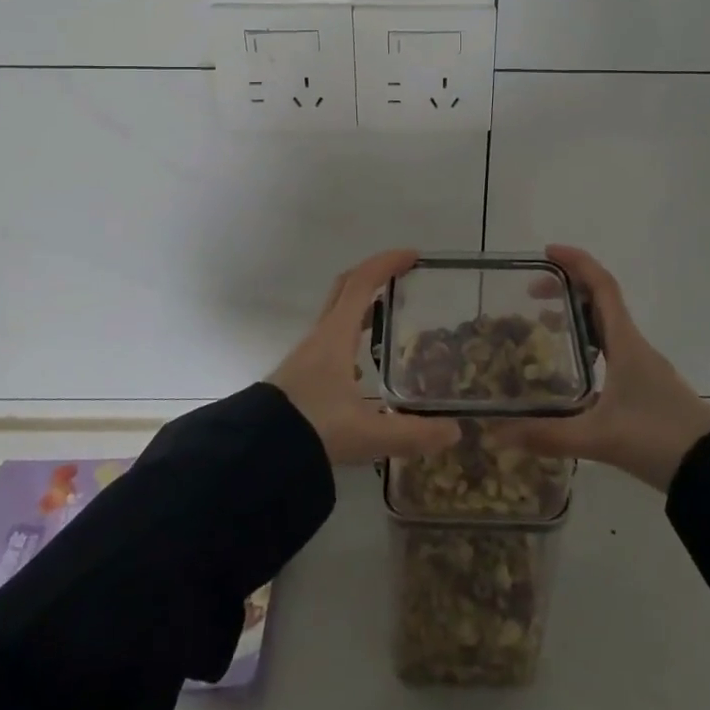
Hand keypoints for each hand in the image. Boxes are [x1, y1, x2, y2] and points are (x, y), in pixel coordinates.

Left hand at [269, 250, 462, 466]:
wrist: (255, 454)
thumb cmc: (314, 429)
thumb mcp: (368, 434)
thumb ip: (412, 434)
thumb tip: (454, 432)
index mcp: (336, 336)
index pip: (362, 283)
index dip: (386, 263)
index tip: (413, 256)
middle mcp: (320, 337)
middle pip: (345, 289)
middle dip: (373, 275)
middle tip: (401, 276)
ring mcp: (306, 355)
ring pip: (335, 315)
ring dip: (360, 305)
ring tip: (387, 316)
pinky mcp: (299, 375)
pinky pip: (329, 339)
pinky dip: (349, 334)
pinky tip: (360, 365)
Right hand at [496, 245, 709, 492]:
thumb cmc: (657, 438)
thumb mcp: (598, 438)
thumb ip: (548, 436)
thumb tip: (499, 435)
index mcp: (625, 342)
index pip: (602, 285)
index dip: (576, 262)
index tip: (546, 252)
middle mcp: (634, 345)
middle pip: (600, 300)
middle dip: (567, 288)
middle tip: (530, 293)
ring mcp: (642, 366)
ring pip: (606, 326)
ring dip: (576, 315)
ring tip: (542, 325)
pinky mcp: (645, 387)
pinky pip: (611, 349)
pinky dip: (587, 343)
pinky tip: (570, 369)